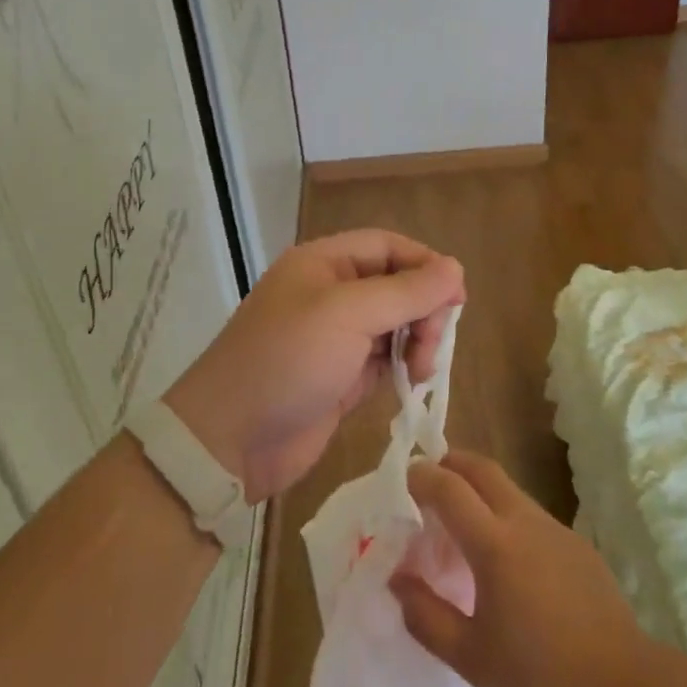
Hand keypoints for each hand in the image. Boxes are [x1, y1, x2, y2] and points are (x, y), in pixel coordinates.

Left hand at [164, 230, 463, 500]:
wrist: (230, 439)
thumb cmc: (288, 360)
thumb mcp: (348, 314)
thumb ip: (406, 291)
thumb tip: (456, 268)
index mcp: (324, 263)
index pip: (388, 247)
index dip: (426, 265)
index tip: (456, 298)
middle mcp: (331, 293)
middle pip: (397, 285)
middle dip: (423, 310)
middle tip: (431, 345)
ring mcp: (336, 337)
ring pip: (396, 324)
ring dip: (417, 341)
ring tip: (420, 371)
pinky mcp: (342, 376)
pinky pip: (386, 359)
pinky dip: (404, 367)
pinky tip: (410, 383)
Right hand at [391, 451, 649, 686]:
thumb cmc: (540, 676)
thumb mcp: (471, 658)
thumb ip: (426, 616)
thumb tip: (397, 580)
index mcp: (494, 544)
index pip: (449, 488)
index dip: (422, 477)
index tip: (403, 479)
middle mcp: (524, 521)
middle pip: (482, 468)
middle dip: (451, 463)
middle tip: (429, 480)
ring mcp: (555, 528)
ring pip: (508, 489)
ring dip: (479, 488)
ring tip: (461, 521)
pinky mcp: (576, 543)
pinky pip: (530, 514)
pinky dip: (505, 515)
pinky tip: (506, 560)